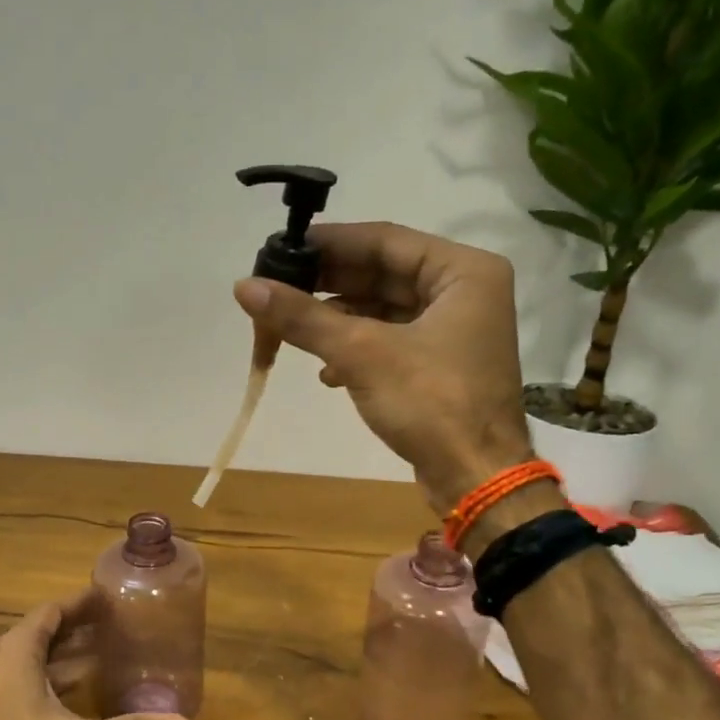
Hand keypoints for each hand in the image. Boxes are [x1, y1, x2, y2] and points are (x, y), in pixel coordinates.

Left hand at [0, 588, 194, 719]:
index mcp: (17, 651)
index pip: (52, 611)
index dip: (81, 602)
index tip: (110, 597)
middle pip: (42, 631)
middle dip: (78, 627)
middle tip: (115, 625)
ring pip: (30, 657)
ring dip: (63, 653)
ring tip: (102, 653)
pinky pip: (21, 677)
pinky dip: (49, 675)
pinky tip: (74, 692)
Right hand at [234, 221, 532, 513]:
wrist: (476, 479)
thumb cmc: (431, 404)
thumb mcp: (361, 353)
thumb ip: (303, 317)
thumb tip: (244, 287)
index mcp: (463, 271)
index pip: (383, 240)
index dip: (328, 244)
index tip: (280, 250)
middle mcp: (463, 292)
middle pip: (381, 274)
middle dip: (327, 287)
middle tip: (275, 290)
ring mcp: (453, 330)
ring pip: (382, 309)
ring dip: (336, 321)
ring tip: (290, 331)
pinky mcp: (440, 365)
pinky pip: (389, 340)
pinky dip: (355, 350)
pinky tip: (326, 372)